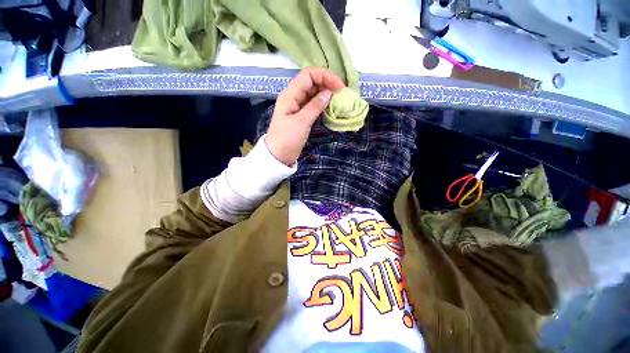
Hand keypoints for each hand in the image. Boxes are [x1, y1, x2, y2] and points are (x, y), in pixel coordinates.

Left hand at [265, 67, 345, 165]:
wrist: (278, 156)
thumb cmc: (287, 139)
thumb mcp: (301, 122)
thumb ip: (315, 106)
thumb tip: (329, 92)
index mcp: (290, 94)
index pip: (308, 75)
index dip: (325, 76)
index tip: (339, 87)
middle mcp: (293, 96)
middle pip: (311, 82)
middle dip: (327, 83)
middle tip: (342, 93)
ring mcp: (297, 106)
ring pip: (313, 93)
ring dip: (326, 93)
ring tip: (339, 99)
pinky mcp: (301, 115)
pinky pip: (313, 104)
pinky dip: (322, 103)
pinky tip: (331, 107)